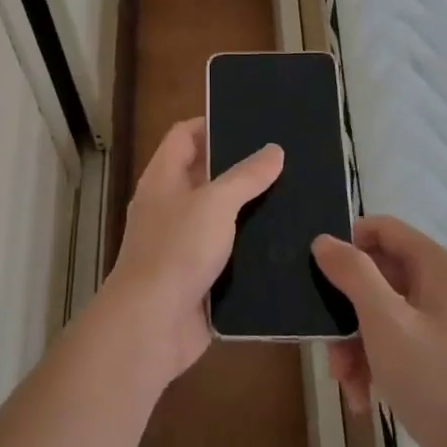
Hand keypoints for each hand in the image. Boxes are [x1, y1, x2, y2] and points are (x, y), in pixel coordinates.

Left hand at [103, 118, 283, 386]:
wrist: (152, 325)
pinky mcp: (197, 275)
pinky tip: (284, 243)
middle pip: (204, 174)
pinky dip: (249, 247)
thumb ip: (245, 176)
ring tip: (294, 197)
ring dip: (249, 210)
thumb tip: (273, 150)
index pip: (183, 135)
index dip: (211, 123)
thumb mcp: (215, 204)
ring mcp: (182, 242)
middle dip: (240, 168)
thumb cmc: (177, 251)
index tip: (251, 122)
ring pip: (219, 216)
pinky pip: (227, 253)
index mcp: (163, 178)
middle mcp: (169, 205)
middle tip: (284, 160)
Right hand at [313, 217, 446, 446]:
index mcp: (438, 269)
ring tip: (344, 380)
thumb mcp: (384, 322)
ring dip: (354, 343)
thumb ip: (353, 274)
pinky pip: (393, 343)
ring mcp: (441, 324)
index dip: (348, 242)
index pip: (383, 229)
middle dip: (346, 308)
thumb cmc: (434, 381)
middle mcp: (442, 288)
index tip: (319, 271)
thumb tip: (323, 241)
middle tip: (326, 339)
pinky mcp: (437, 358)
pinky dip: (373, 363)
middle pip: (377, 275)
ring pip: (380, 314)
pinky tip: (361, 396)